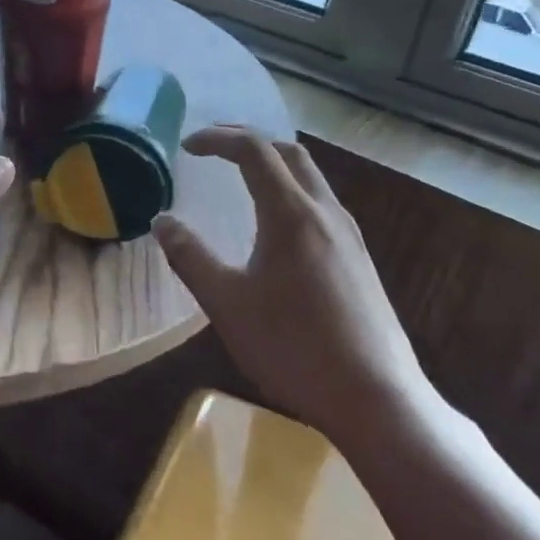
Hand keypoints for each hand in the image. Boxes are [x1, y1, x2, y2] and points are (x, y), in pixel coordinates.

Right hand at [152, 126, 435, 443]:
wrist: (377, 400)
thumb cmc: (293, 348)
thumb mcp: (226, 303)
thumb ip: (190, 256)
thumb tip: (162, 221)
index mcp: (291, 215)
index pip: (253, 151)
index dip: (217, 139)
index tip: (186, 147)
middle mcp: (326, 213)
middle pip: (288, 153)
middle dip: (247, 140)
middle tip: (212, 148)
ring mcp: (350, 237)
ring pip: (310, 178)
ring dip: (272, 164)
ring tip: (240, 178)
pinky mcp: (360, 261)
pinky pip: (321, 204)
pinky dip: (290, 191)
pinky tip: (276, 226)